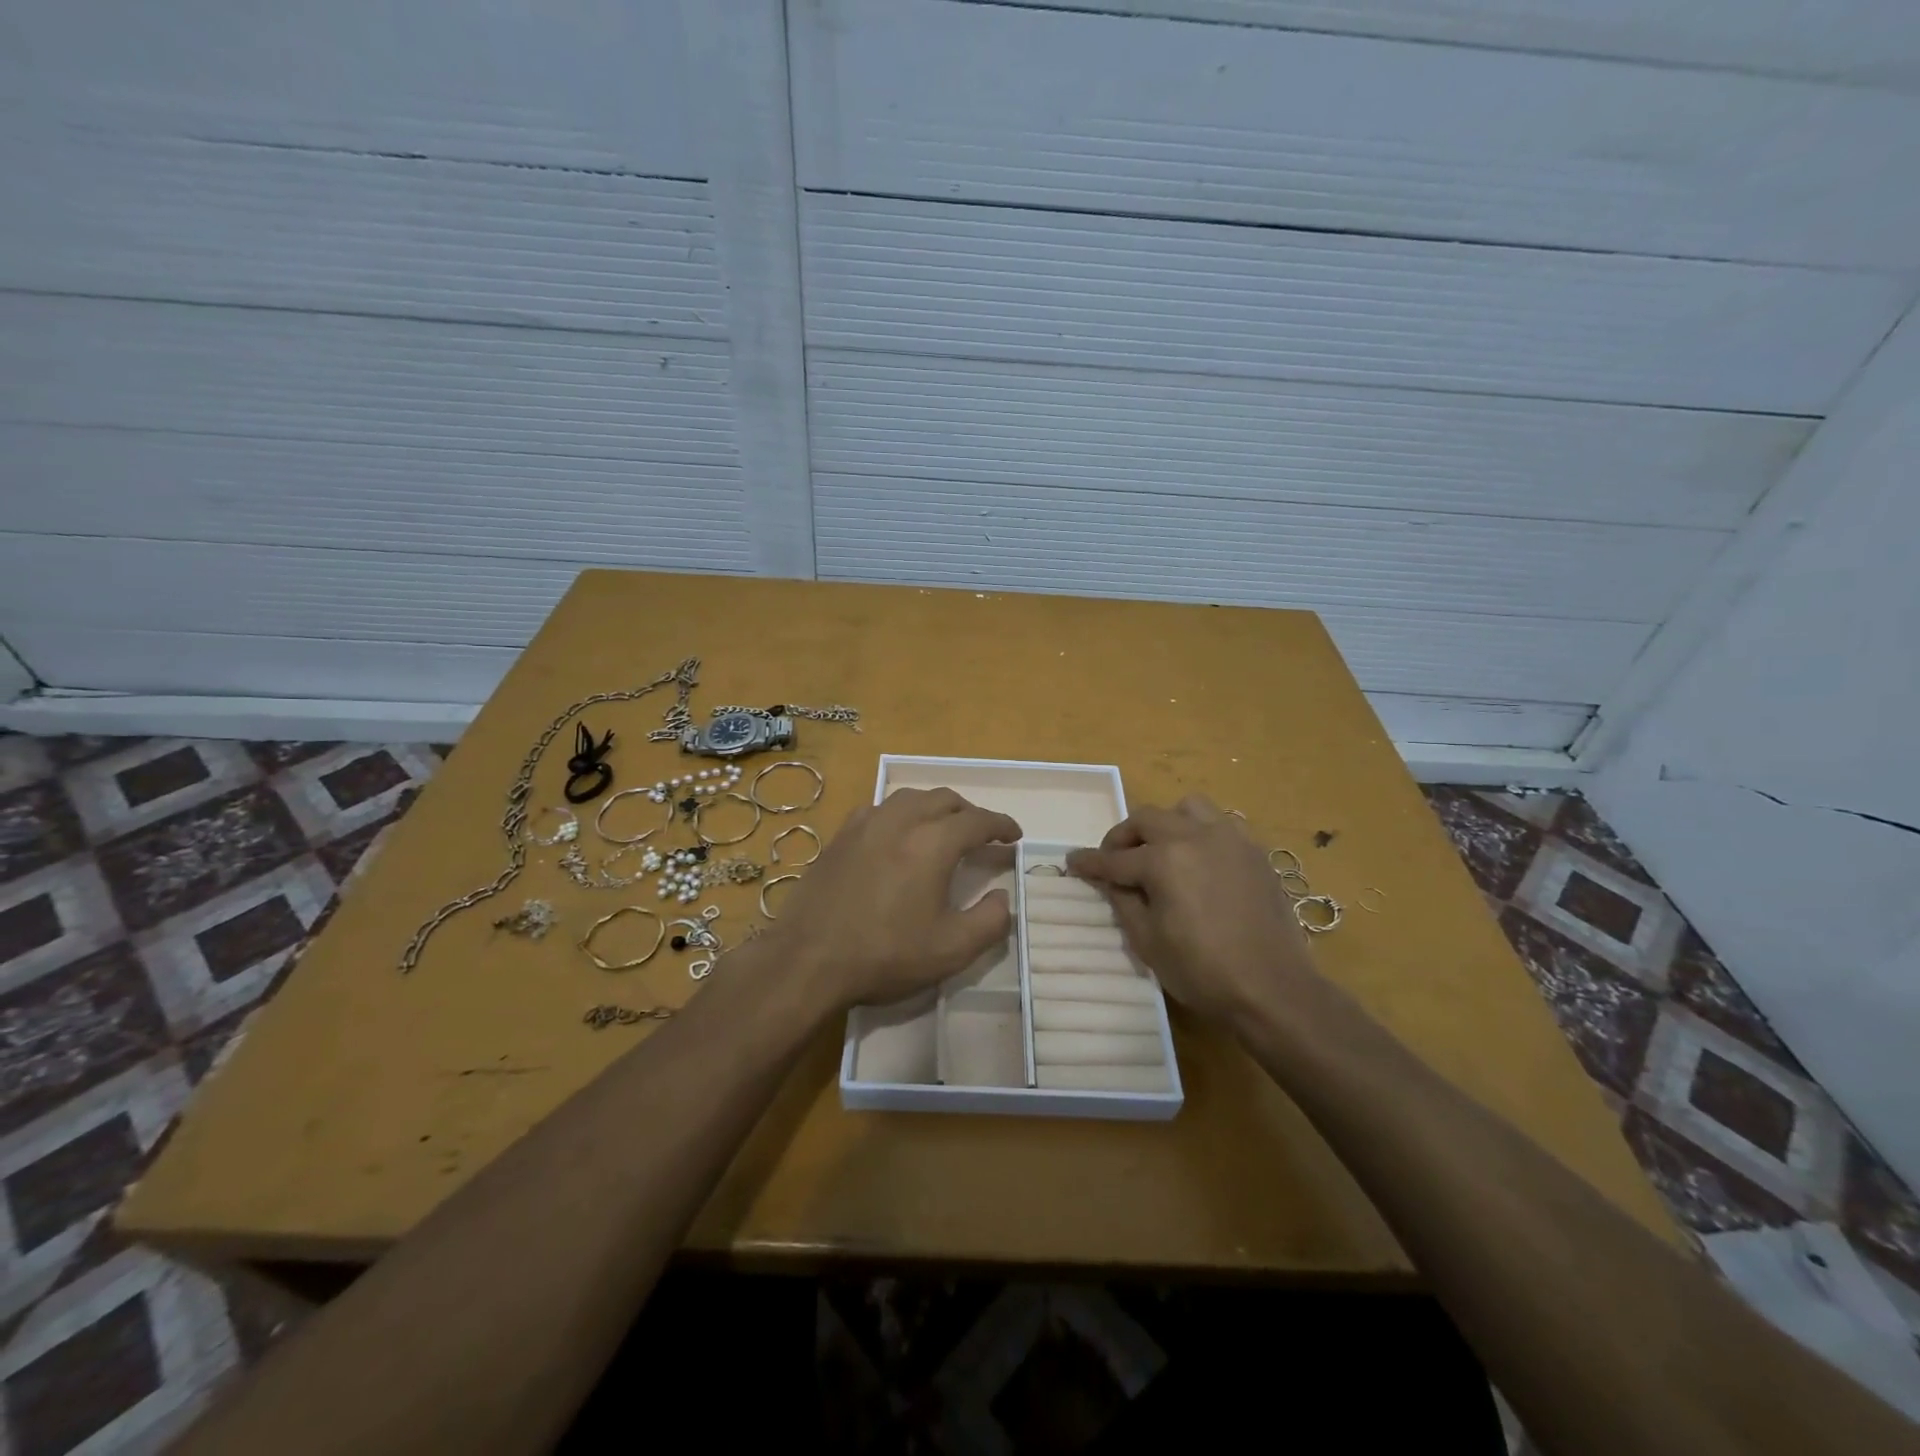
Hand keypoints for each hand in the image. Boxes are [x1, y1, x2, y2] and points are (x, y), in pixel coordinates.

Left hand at [768, 788, 1021, 1010]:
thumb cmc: (885, 955)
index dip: (1001, 825)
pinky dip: (901, 814)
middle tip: (982, 835)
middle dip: (970, 813)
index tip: (1014, 836)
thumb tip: (1003, 897)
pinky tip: (897, 834)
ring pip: (910, 798)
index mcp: (932, 843)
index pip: (977, 821)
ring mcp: (865, 824)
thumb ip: (990, 921)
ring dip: (935, 808)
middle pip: (944, 799)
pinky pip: (880, 808)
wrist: (808, 960)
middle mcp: (900, 821)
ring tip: (943, 829)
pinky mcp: (840, 836)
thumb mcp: (951, 950)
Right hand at [1067, 796, 1318, 1024]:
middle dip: (1123, 837)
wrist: (1272, 988)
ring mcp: (1229, 840)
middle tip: (1114, 859)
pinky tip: (1200, 860)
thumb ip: (1125, 903)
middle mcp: (1194, 837)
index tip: (1073, 861)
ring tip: (1162, 850)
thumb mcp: (1148, 942)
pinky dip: (1201, 832)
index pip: (1114, 858)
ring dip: (1166, 823)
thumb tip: (1112, 882)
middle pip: (1147, 820)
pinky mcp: (1254, 852)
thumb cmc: (1202, 971)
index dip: (1090, 862)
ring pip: (1187, 809)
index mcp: (1163, 861)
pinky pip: (1221, 824)